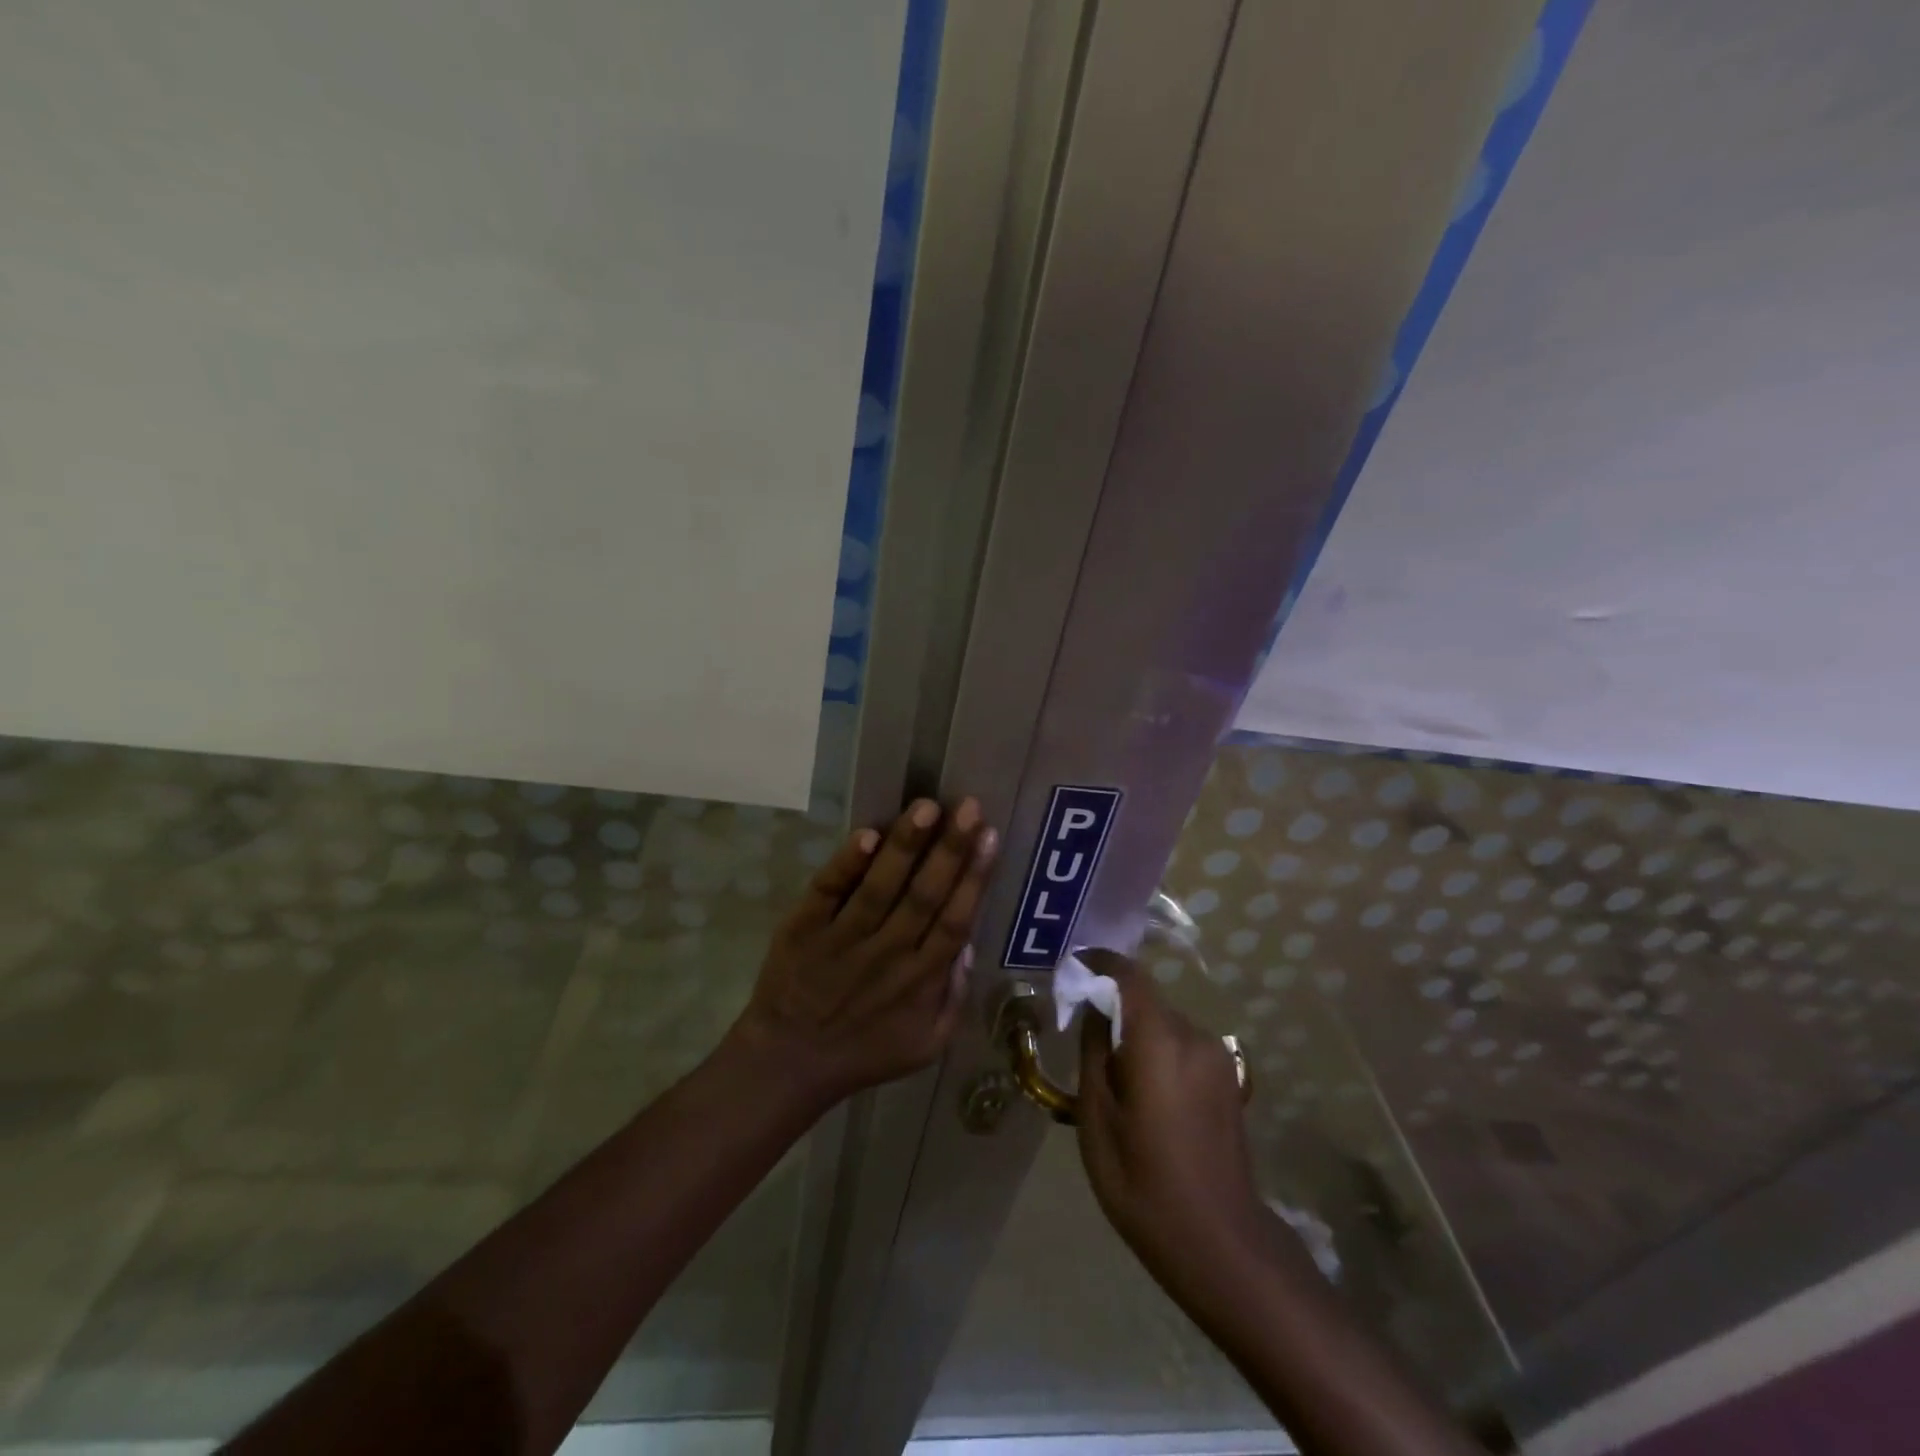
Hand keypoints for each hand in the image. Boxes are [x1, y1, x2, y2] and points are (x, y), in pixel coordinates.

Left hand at [728, 797, 998, 1107]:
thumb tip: (968, 944)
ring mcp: (842, 939)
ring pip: (880, 886)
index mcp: (920, 980)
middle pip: (925, 895)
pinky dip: (846, 865)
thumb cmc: (864, 1052)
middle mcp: (887, 953)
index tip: (989, 835)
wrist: (787, 1064)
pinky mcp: (803, 928)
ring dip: (904, 846)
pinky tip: (866, 836)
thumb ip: (954, 997)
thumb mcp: (927, 1045)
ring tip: (926, 807)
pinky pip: (828, 892)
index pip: (955, 920)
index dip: (974, 877)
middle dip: (950, 848)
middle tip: (968, 806)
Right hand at [1075, 949, 1271, 1298]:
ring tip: (1116, 1080)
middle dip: (1114, 1010)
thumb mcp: (1097, 1119)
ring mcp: (1218, 1058)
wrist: (1222, 1245)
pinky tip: (1147, 1098)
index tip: (1072, 968)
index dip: (1099, 963)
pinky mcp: (1230, 1079)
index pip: (1129, 975)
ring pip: (1165, 1026)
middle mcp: (1194, 1037)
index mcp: (1160, 1041)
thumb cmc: (1144, 1184)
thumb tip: (1092, 1007)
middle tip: (1084, 1041)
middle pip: (1146, 1002)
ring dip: (1137, 1036)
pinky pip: (1183, 1048)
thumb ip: (1093, 1052)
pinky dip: (1159, 1054)